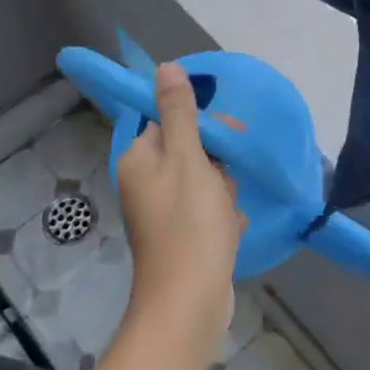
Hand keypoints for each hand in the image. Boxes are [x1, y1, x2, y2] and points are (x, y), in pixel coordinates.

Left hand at [116, 64, 240, 336]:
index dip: (202, 126)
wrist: (189, 303)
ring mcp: (163, 214)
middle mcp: (145, 184)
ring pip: (206, 183)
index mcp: (140, 160)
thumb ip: (179, 112)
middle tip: (226, 185)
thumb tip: (165, 67)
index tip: (229, 137)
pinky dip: (223, 220)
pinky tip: (229, 234)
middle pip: (191, 152)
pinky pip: (208, 213)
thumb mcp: (188, 158)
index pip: (169, 122)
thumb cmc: (189, 224)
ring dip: (224, 194)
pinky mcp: (182, 238)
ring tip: (225, 216)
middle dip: (218, 166)